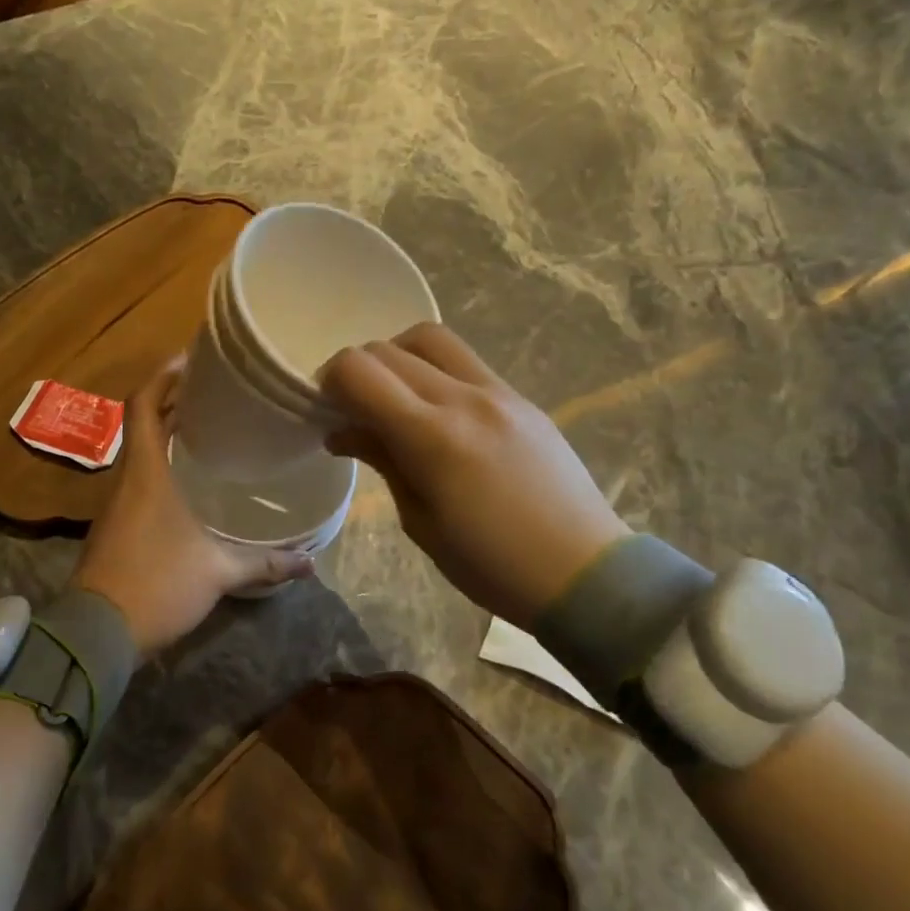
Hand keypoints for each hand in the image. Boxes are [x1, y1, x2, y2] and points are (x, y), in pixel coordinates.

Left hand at [71, 358, 313, 658]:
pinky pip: (139, 482)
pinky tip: (190, 484)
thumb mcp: (218, 572)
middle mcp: (127, 480)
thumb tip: (311, 562)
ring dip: (167, 436)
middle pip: (143, 424)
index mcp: (146, 473)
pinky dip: (161, 468)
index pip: (143, 405)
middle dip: (173, 402)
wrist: (97, 633)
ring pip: (140, 454)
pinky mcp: (114, 528)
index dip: (163, 377)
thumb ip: (265, 563)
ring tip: (209, 430)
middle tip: (215, 394)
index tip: (191, 360)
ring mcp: (116, 505)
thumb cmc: (158, 585)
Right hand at [321, 323, 629, 626]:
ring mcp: (499, 393)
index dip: (330, 382)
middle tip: (352, 410)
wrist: (582, 571)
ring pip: (431, 339)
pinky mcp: (522, 398)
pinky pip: (465, 362)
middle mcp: (465, 398)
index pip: (360, 371)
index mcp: (433, 437)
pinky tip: (435, 412)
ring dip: (397, 357)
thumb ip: (383, 461)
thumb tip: (342, 432)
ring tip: (393, 399)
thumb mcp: (421, 521)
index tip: (326, 410)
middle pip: (389, 349)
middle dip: (358, 372)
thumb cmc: (490, 565)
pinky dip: (433, 370)